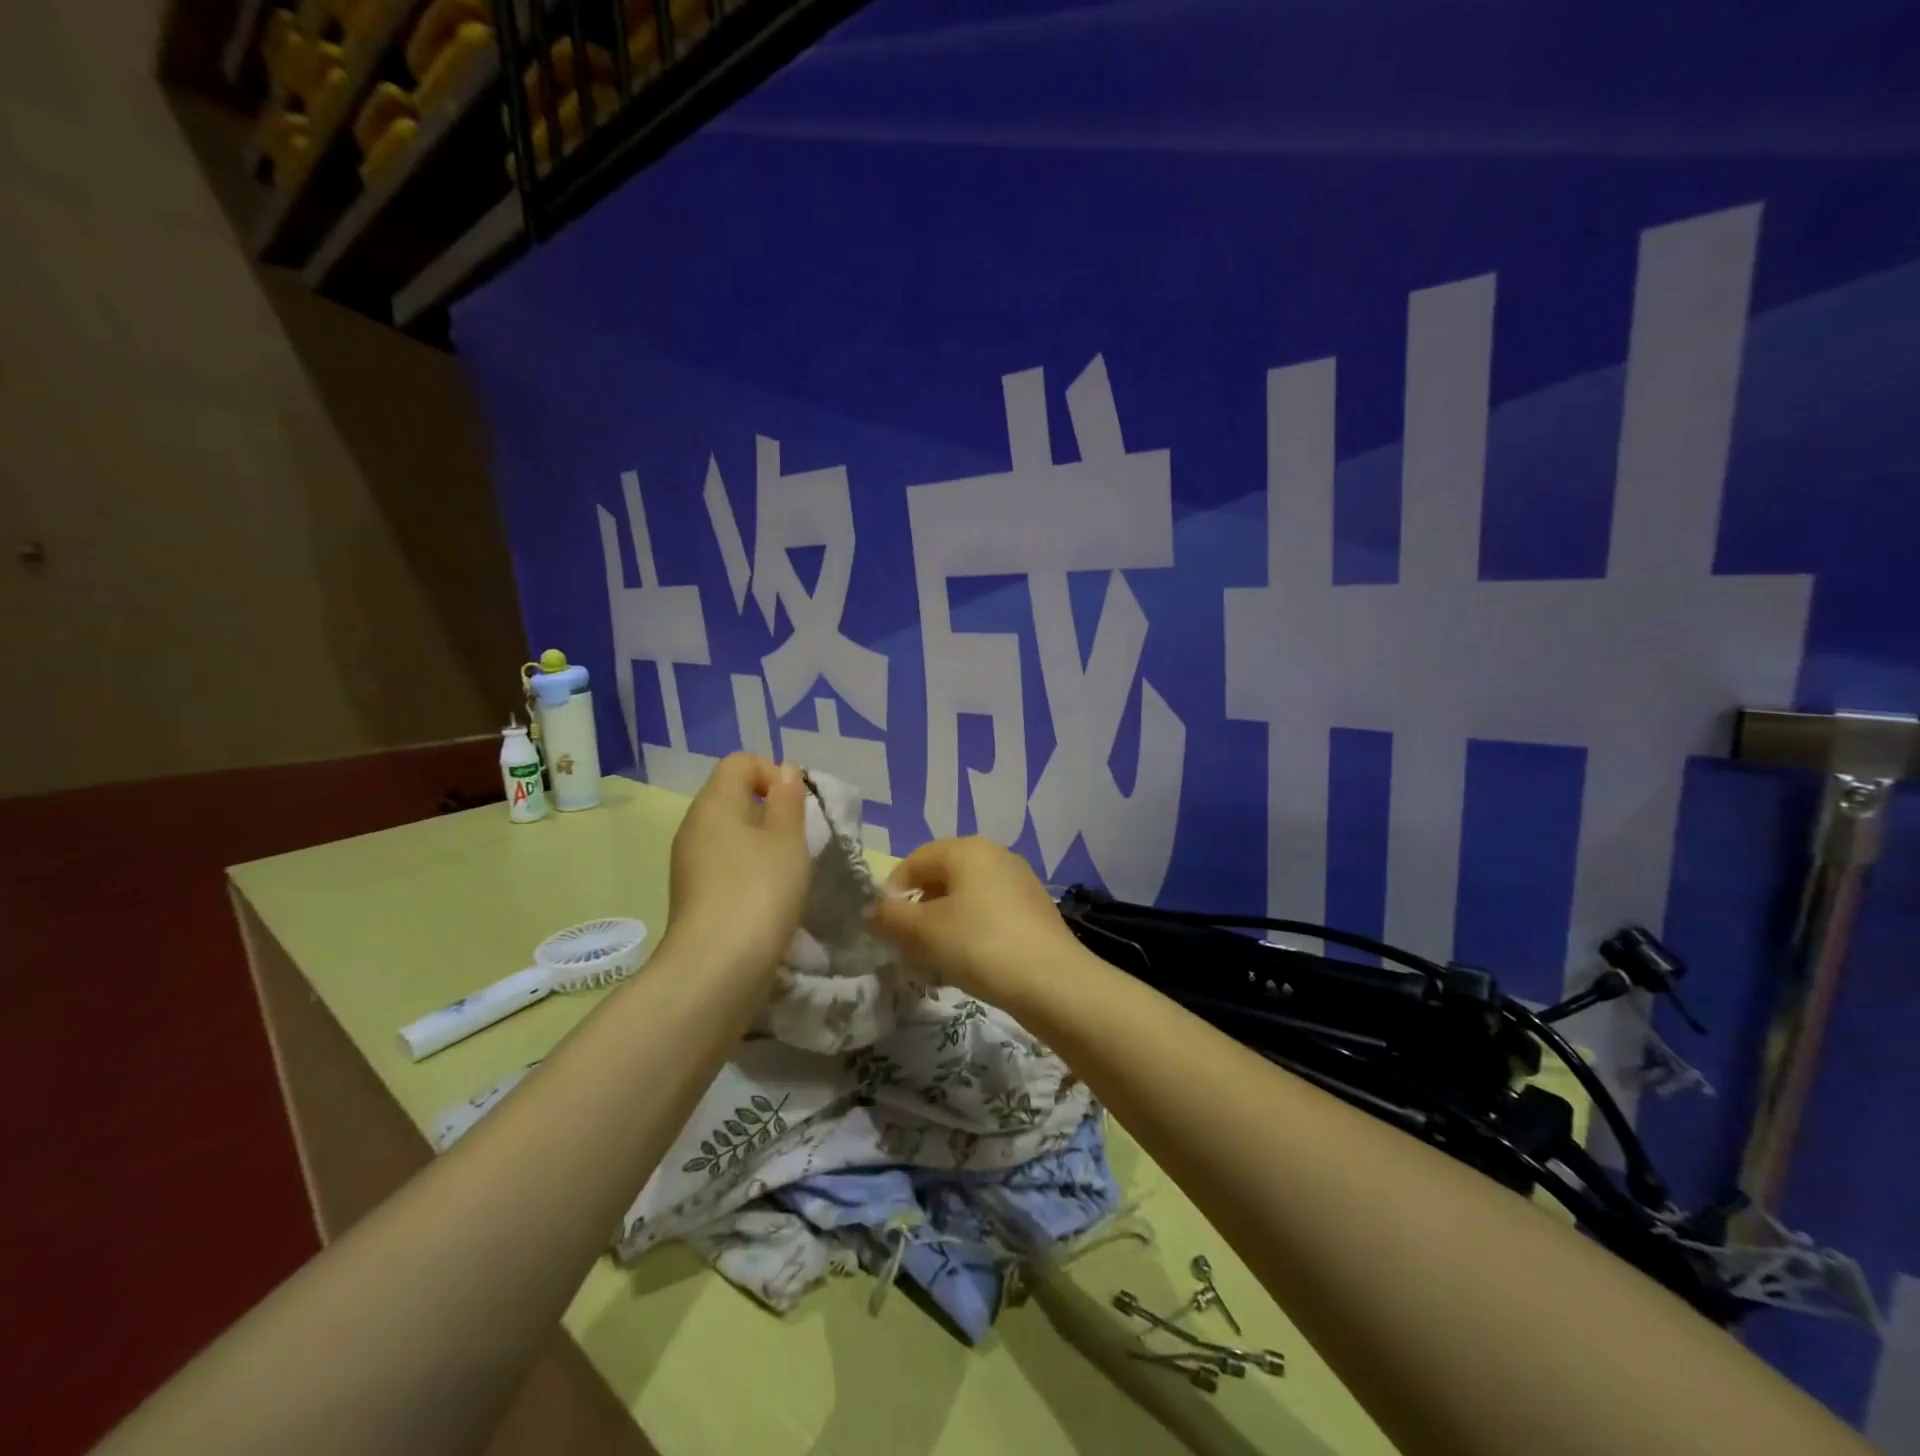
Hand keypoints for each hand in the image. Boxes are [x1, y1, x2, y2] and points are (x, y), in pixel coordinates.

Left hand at [664, 754, 810, 978]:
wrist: (717, 968)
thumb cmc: (759, 891)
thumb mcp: (787, 839)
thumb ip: (788, 800)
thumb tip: (785, 771)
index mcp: (714, 803)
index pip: (741, 762)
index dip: (773, 774)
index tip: (798, 808)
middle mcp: (694, 827)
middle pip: (735, 797)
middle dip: (772, 812)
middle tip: (800, 841)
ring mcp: (690, 864)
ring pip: (732, 835)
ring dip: (764, 845)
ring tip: (790, 872)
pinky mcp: (694, 896)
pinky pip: (726, 866)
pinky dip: (750, 872)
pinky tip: (770, 898)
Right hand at [866, 836, 1089, 1008]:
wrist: (1052, 981)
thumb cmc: (980, 945)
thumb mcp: (924, 932)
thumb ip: (891, 918)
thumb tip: (869, 911)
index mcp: (967, 848)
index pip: (915, 860)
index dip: (892, 892)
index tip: (885, 928)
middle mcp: (995, 854)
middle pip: (941, 877)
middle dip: (919, 910)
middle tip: (908, 946)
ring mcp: (1020, 880)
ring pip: (966, 897)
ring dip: (943, 923)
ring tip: (935, 959)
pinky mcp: (1035, 908)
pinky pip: (990, 912)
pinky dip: (971, 931)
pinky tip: (969, 962)